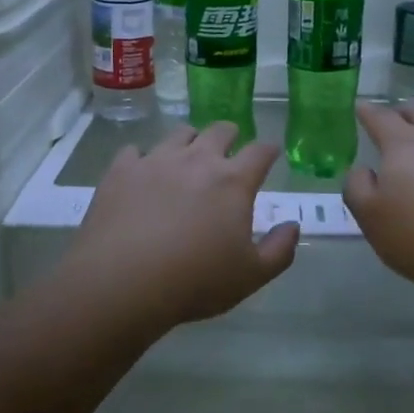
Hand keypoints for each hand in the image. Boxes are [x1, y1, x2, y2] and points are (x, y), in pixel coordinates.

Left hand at [55, 122, 299, 333]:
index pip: (260, 151)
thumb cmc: (195, 281)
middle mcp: (196, 160)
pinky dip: (143, 158)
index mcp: (232, 181)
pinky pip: (135, 151)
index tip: (271, 153)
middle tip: (230, 149)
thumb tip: (292, 226)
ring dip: (189, 141)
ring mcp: (155, 160)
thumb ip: (280, 250)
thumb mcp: (251, 276)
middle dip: (230, 136)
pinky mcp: (121, 170)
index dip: (269, 150)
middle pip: (219, 131)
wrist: (123, 281)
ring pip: (178, 134)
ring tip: (186, 157)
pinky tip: (141, 173)